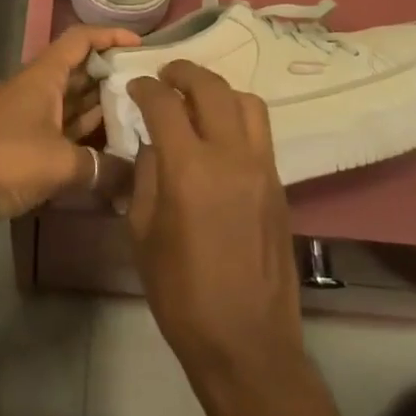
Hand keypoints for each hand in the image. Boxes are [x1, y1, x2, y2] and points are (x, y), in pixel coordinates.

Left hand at [0, 24, 137, 222]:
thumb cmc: (3, 158)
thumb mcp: (60, 164)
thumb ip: (101, 169)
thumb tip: (134, 181)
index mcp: (44, 76)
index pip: (80, 39)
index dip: (111, 36)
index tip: (141, 45)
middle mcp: (34, 88)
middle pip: (78, 72)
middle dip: (111, 77)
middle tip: (147, 91)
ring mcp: (23, 116)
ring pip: (68, 104)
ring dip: (97, 110)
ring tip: (135, 120)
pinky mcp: (15, 144)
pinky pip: (57, 131)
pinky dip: (80, 137)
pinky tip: (102, 154)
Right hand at [125, 62, 307, 413]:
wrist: (247, 342)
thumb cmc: (181, 293)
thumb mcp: (143, 233)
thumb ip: (146, 176)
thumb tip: (153, 143)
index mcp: (190, 168)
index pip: (165, 103)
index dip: (146, 88)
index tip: (135, 87)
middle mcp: (231, 155)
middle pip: (211, 87)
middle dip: (184, 72)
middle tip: (166, 77)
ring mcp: (262, 167)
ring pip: (246, 101)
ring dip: (218, 90)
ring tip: (197, 100)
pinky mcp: (280, 183)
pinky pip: (260, 130)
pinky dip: (238, 116)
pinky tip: (220, 135)